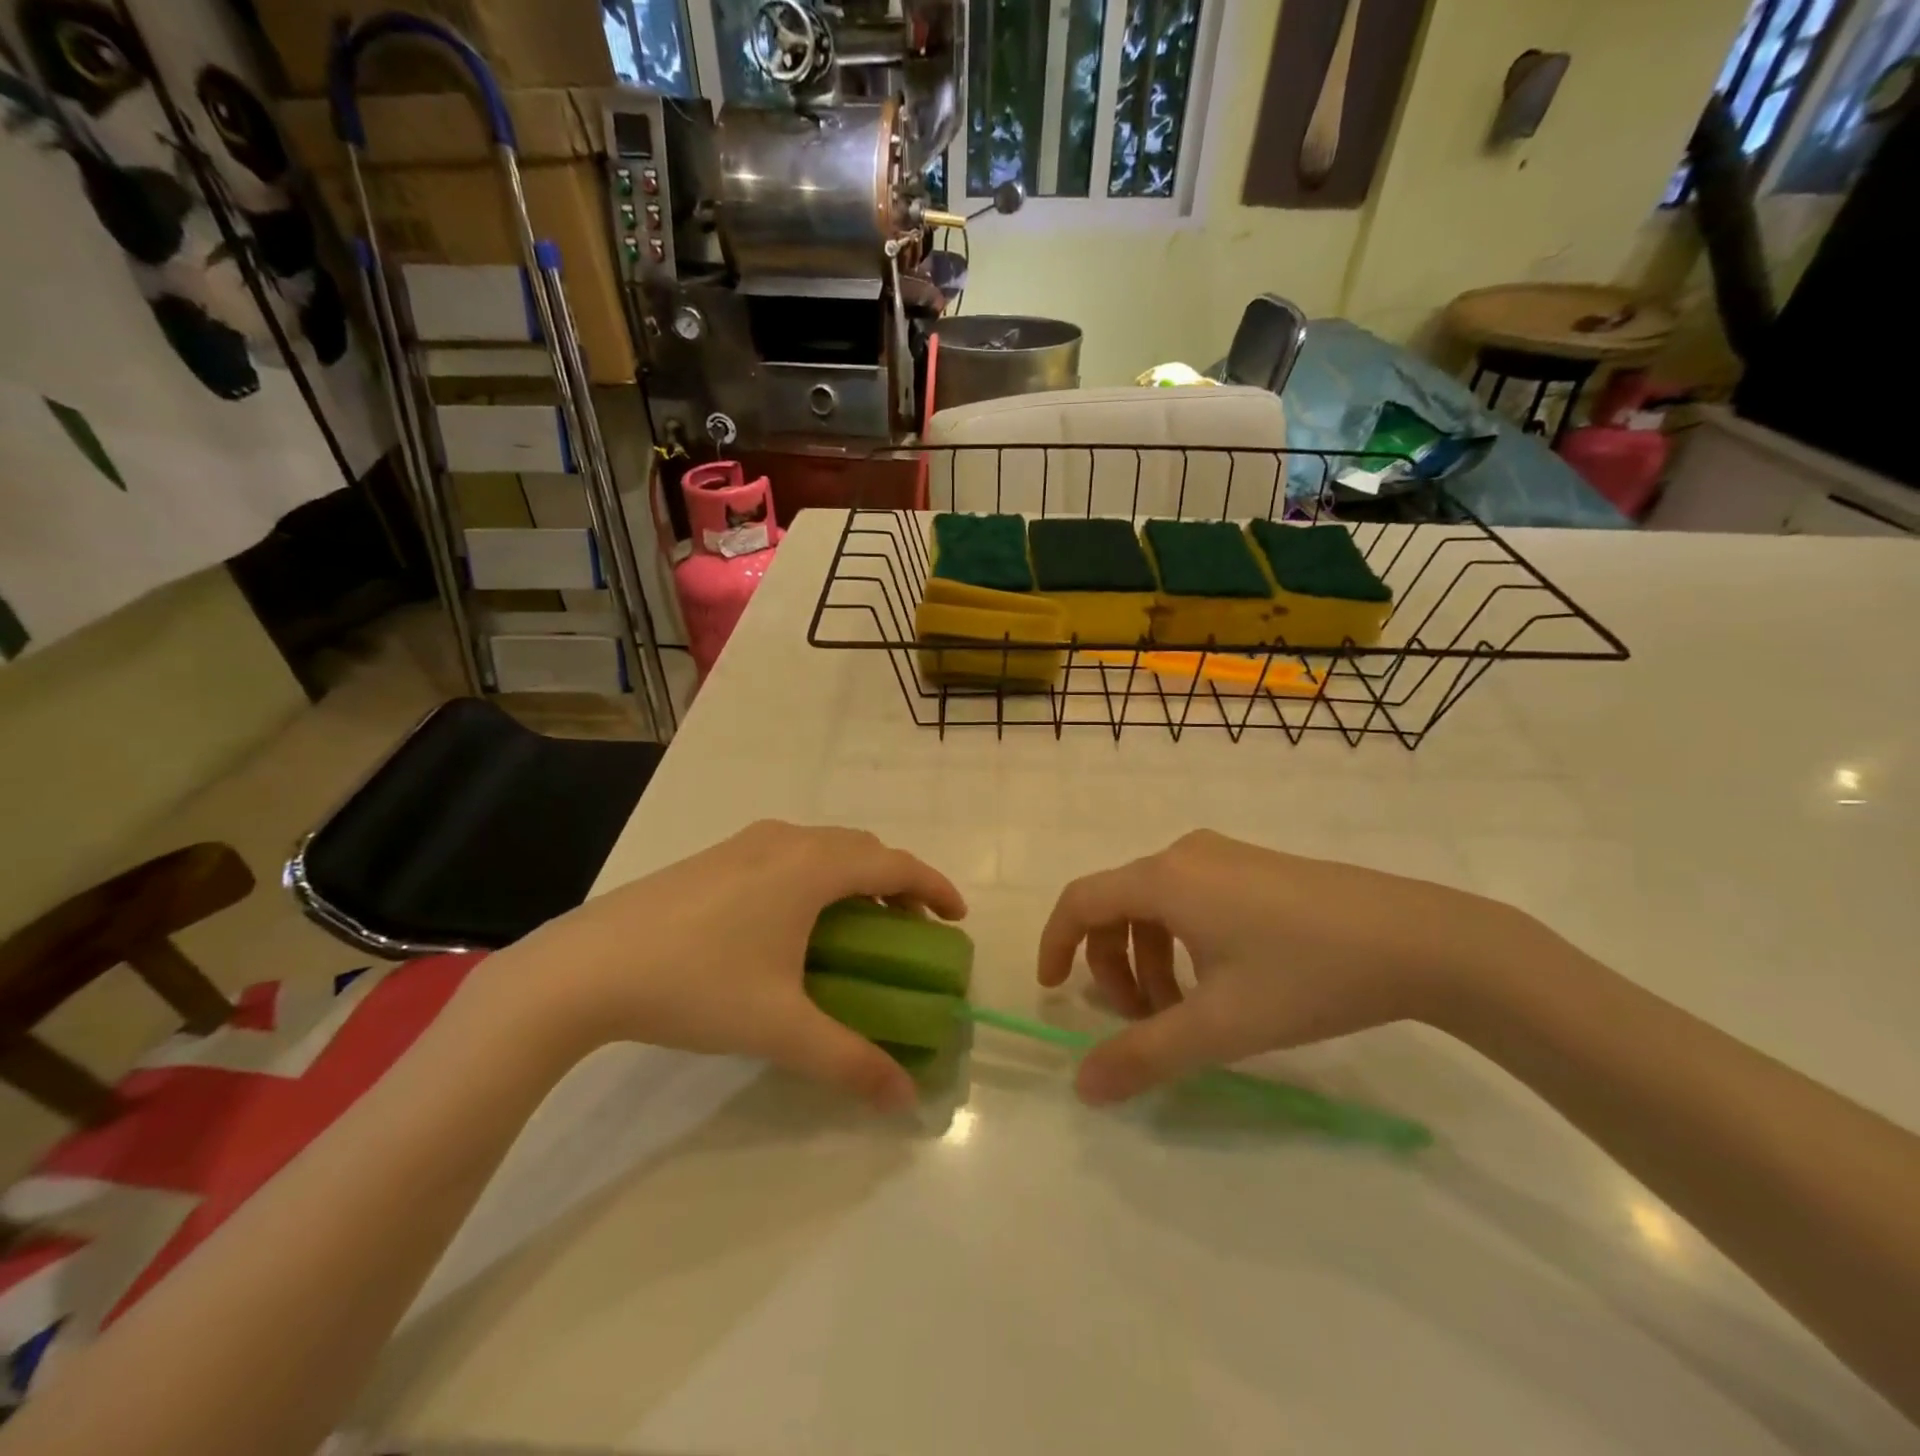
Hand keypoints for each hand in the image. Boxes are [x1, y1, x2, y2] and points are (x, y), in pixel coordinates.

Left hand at [494, 821, 965, 1110]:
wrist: (586, 967)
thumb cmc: (696, 984)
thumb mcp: (780, 1028)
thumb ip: (849, 1061)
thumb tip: (904, 1098)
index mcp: (812, 867)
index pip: (895, 866)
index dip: (935, 887)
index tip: (958, 917)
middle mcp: (786, 840)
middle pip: (863, 848)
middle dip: (897, 883)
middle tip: (911, 928)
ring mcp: (746, 842)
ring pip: (823, 846)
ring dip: (855, 876)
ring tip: (858, 924)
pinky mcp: (715, 855)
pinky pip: (789, 852)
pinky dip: (817, 874)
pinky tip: (794, 921)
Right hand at [1037, 829, 1531, 1104]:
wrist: (1420, 939)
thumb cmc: (1306, 975)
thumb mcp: (1219, 1025)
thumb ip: (1145, 1057)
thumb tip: (1083, 1086)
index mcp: (1164, 879)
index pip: (1080, 901)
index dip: (1056, 943)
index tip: (1053, 990)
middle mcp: (1184, 855)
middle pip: (1118, 906)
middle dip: (1114, 967)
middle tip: (1140, 1022)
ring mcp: (1223, 855)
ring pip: (1158, 906)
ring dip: (1151, 960)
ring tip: (1184, 1013)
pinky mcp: (1255, 867)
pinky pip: (1192, 899)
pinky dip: (1183, 943)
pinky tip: (1222, 983)